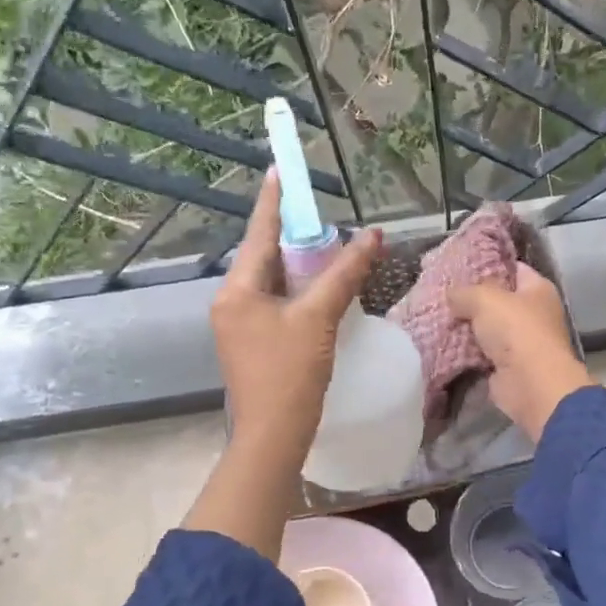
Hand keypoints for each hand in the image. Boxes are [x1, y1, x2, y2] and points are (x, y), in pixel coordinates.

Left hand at [185, 174, 380, 561]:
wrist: (273, 436)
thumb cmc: (290, 374)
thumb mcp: (319, 318)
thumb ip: (345, 274)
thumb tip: (374, 236)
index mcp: (238, 290)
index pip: (259, 233)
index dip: (272, 201)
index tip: (279, 169)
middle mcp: (231, 301)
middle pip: (264, 256)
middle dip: (291, 234)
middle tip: (317, 211)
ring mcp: (239, 324)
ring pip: (271, 281)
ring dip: (297, 263)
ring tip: (324, 244)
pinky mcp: (253, 342)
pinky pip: (275, 302)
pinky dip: (297, 289)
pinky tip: (318, 287)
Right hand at [448, 265, 593, 441]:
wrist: (530, 384)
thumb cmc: (516, 330)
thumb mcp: (485, 298)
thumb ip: (464, 292)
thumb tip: (452, 295)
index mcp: (538, 289)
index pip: (513, 268)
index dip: (488, 264)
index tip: (460, 265)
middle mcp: (534, 313)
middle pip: (498, 300)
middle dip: (472, 299)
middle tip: (443, 294)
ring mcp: (522, 342)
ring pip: (488, 328)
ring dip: (467, 328)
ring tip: (437, 318)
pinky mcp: (508, 367)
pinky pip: (482, 354)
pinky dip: (466, 352)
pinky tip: (443, 344)